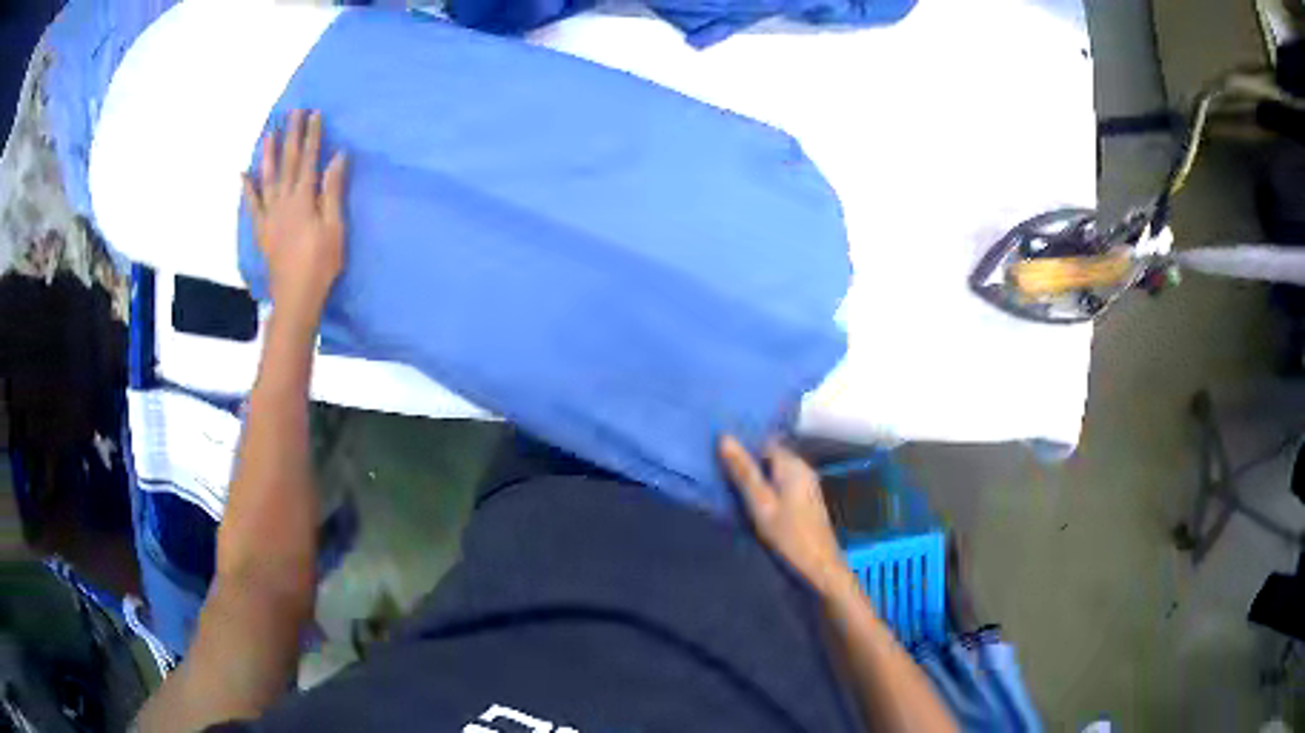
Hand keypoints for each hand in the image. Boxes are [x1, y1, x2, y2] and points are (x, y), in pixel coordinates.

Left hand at [243, 109, 348, 318]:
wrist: (295, 297)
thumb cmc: (321, 263)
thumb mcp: (335, 227)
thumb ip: (333, 191)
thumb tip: (337, 157)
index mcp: (304, 198)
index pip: (309, 159)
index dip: (312, 136)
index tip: (314, 114)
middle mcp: (284, 201)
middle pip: (288, 162)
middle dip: (291, 135)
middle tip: (292, 112)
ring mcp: (270, 215)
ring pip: (267, 177)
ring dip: (268, 154)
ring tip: (268, 133)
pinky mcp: (262, 229)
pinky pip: (252, 205)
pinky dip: (247, 188)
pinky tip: (244, 174)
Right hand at [719, 436, 853, 598]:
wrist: (819, 566)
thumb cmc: (788, 534)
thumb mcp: (760, 503)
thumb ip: (743, 472)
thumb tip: (725, 437)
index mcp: (792, 464)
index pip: (764, 441)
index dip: (743, 446)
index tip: (719, 455)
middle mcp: (802, 468)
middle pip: (770, 455)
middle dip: (748, 461)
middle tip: (720, 472)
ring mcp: (807, 483)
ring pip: (776, 470)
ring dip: (757, 476)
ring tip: (731, 485)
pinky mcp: (806, 499)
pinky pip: (782, 483)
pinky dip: (767, 487)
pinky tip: (753, 500)